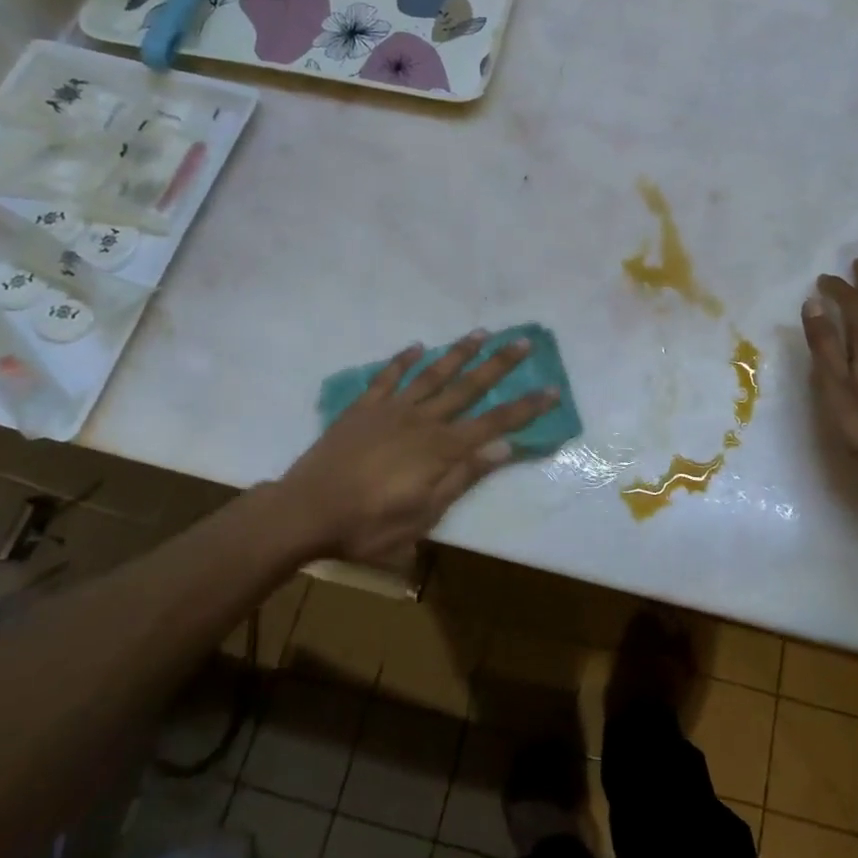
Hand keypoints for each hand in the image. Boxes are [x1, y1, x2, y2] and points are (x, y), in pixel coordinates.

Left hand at [278, 331, 558, 567]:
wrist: (306, 511)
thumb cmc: (369, 524)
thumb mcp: (424, 515)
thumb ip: (463, 477)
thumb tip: (505, 447)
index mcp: (441, 448)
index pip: (494, 423)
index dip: (525, 407)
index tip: (552, 389)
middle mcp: (423, 420)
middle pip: (469, 387)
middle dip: (499, 364)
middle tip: (524, 341)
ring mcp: (391, 409)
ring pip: (433, 374)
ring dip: (459, 353)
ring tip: (481, 333)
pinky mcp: (363, 408)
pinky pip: (388, 377)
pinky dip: (403, 360)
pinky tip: (416, 347)